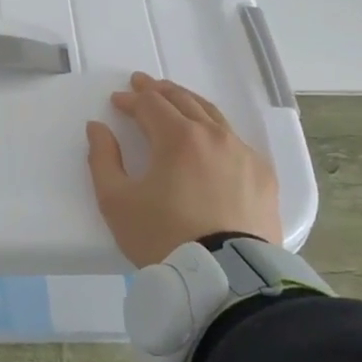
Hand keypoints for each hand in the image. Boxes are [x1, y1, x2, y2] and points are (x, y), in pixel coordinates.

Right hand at [85, 72, 280, 267]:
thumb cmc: (162, 236)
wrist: (224, 277)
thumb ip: (102, 159)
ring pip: (214, 116)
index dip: (131, 100)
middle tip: (143, 84)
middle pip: (185, 101)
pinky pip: (237, 141)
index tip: (117, 101)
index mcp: (178, 137)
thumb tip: (97, 127)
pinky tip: (212, 139)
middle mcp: (215, 136)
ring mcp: (244, 154)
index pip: (151, 105)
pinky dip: (217, 130)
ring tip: (176, 101)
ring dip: (190, 104)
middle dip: (160, 91)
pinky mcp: (263, 177)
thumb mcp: (116, 201)